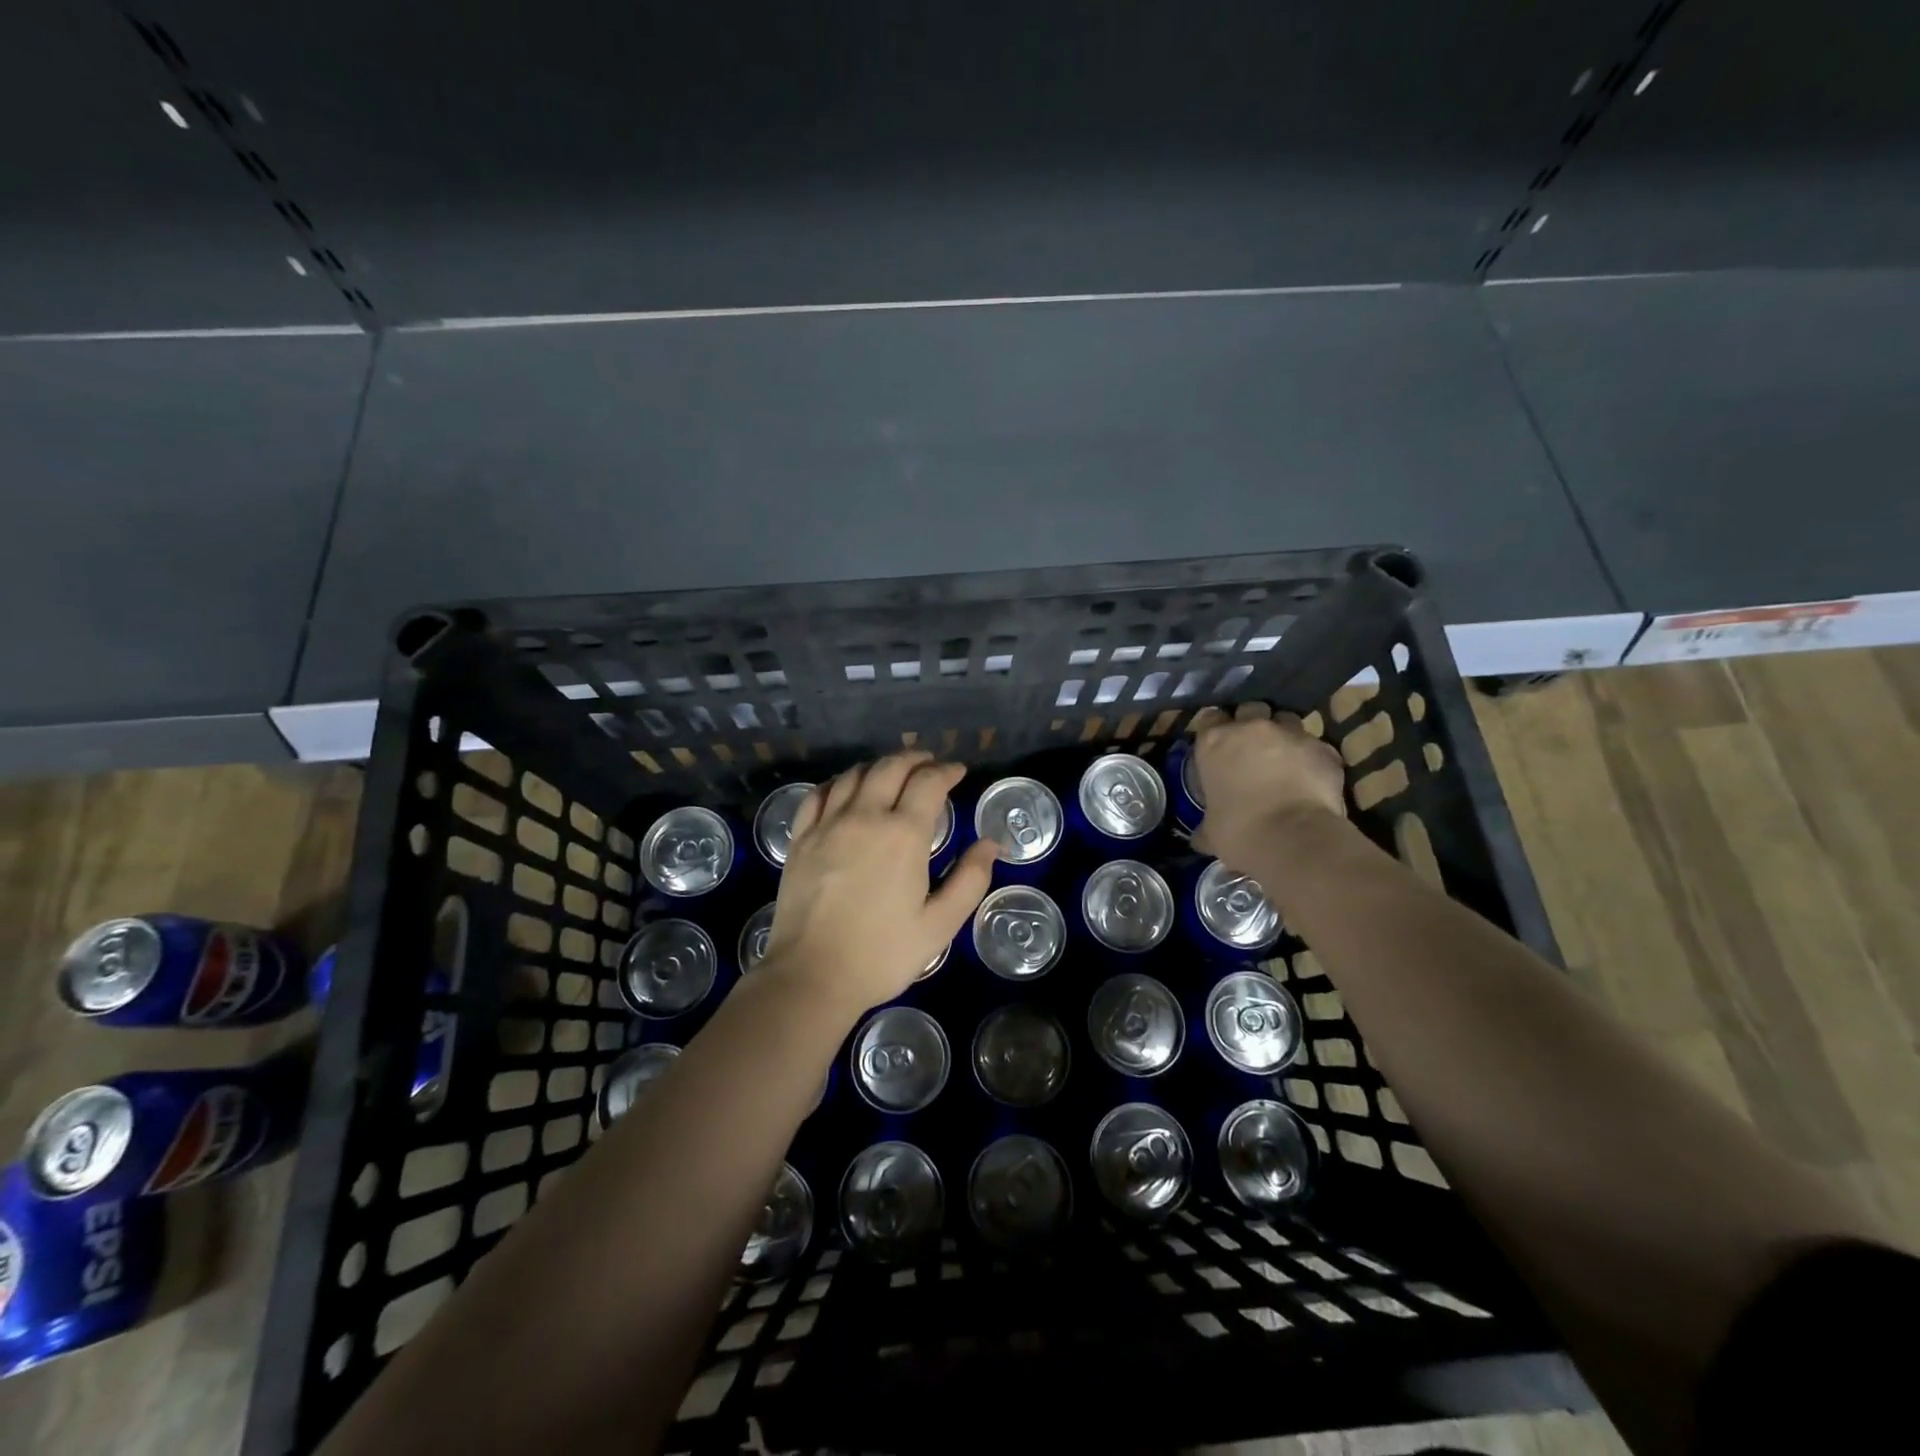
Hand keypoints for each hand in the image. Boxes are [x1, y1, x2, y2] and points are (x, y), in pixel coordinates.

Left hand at [761, 751, 997, 1018]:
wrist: (811, 976)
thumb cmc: (882, 954)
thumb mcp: (940, 925)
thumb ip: (969, 880)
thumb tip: (990, 843)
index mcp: (903, 835)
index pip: (928, 783)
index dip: (946, 771)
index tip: (958, 771)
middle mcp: (864, 817)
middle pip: (890, 768)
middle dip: (914, 759)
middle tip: (929, 763)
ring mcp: (827, 825)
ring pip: (854, 775)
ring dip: (878, 765)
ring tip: (892, 771)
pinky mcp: (801, 839)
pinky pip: (819, 793)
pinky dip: (839, 781)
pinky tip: (846, 787)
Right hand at [1188, 703, 1345, 865]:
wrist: (1294, 838)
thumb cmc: (1240, 831)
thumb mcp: (1212, 832)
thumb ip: (1206, 826)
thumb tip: (1199, 839)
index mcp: (1215, 742)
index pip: (1209, 717)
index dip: (1214, 730)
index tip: (1217, 746)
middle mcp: (1252, 728)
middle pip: (1250, 709)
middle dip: (1251, 723)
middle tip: (1252, 748)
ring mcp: (1291, 734)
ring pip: (1287, 721)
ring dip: (1284, 736)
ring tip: (1284, 760)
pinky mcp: (1324, 748)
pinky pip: (1316, 746)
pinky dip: (1312, 758)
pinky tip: (1311, 778)